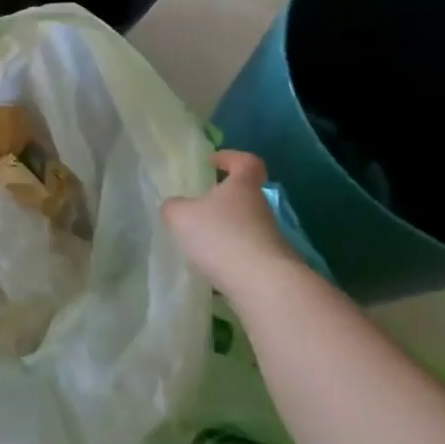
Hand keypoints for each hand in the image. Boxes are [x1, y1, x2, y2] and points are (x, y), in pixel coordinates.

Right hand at [162, 151, 301, 294]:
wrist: (264, 286)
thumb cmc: (221, 237)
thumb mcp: (181, 216)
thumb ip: (173, 207)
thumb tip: (174, 207)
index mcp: (242, 186)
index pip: (246, 162)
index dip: (230, 158)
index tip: (212, 163)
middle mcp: (260, 208)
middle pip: (244, 196)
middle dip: (222, 200)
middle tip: (197, 208)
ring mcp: (269, 238)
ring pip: (244, 226)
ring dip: (225, 231)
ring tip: (199, 243)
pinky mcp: (271, 265)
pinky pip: (246, 253)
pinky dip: (230, 256)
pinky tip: (212, 269)